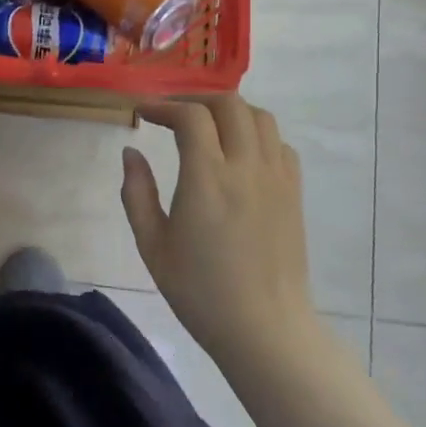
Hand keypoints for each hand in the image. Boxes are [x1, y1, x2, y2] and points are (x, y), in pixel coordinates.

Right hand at [120, 95, 316, 361]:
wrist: (264, 327)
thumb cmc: (199, 290)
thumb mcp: (152, 244)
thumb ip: (137, 193)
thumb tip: (131, 153)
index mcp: (207, 179)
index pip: (190, 117)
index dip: (163, 106)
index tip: (142, 113)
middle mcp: (246, 167)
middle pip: (229, 104)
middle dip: (195, 99)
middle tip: (171, 114)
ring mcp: (276, 177)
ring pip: (260, 117)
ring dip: (229, 111)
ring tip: (205, 126)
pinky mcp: (294, 192)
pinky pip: (279, 144)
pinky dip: (255, 134)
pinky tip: (237, 153)